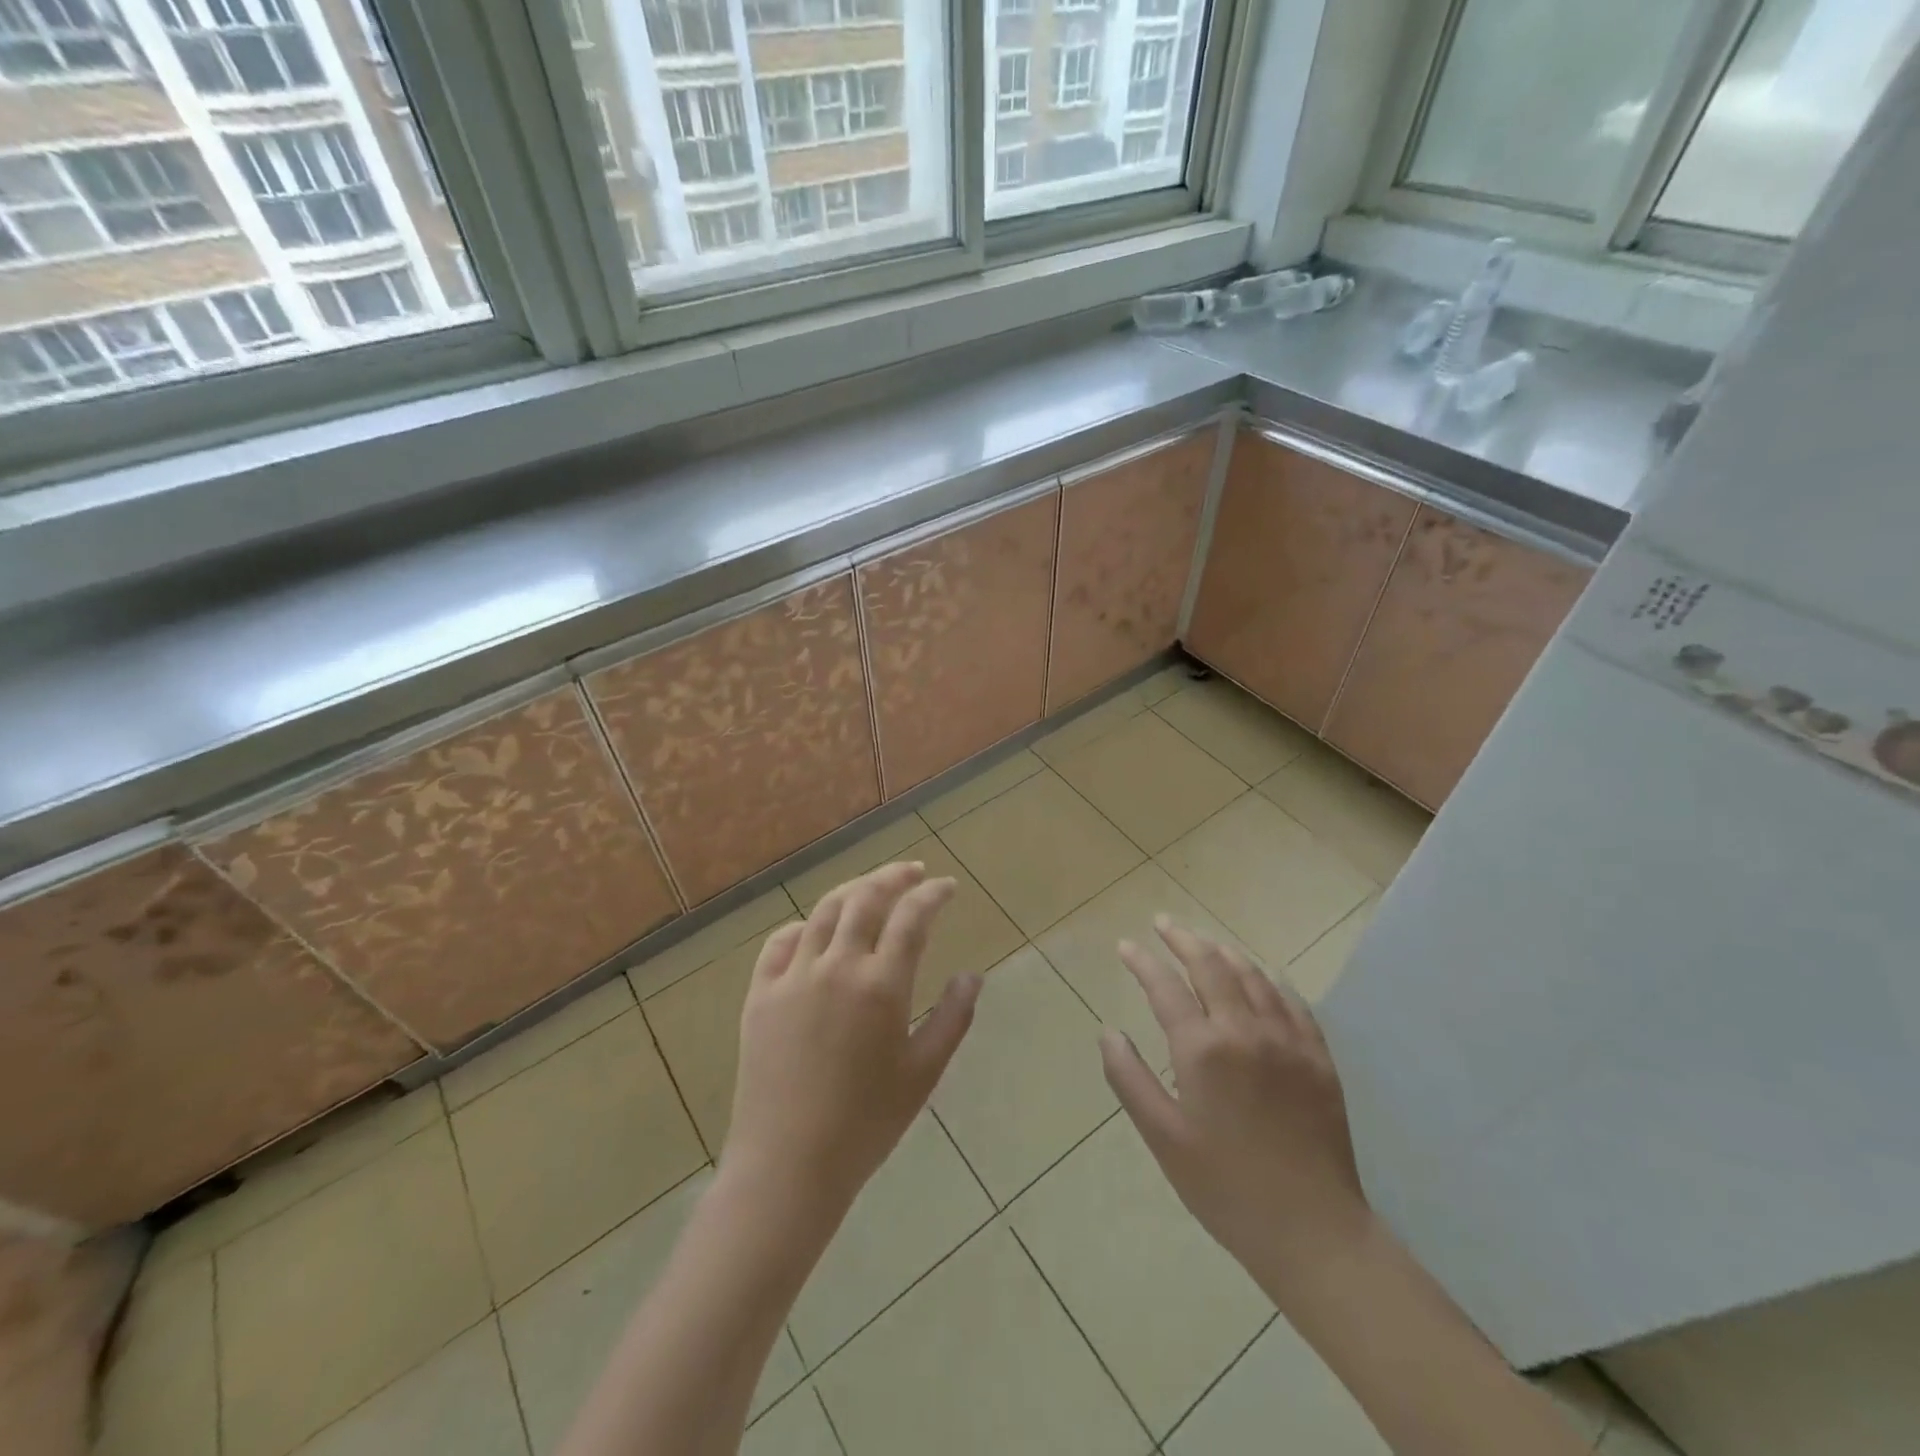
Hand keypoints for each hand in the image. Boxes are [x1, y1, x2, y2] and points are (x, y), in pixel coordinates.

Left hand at [720, 861, 979, 1225]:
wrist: (788, 1165)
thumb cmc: (866, 1124)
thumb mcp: (923, 1073)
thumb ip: (952, 1018)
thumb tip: (972, 976)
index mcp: (881, 985)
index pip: (912, 917)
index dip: (933, 894)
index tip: (947, 887)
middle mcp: (837, 966)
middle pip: (866, 898)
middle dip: (894, 876)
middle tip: (912, 872)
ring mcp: (793, 976)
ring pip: (825, 911)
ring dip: (853, 890)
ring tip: (871, 889)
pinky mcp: (760, 993)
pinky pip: (781, 942)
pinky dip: (805, 926)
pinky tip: (816, 931)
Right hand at [1100, 918, 1372, 1284]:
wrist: (1312, 1231)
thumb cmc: (1225, 1187)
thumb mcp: (1163, 1138)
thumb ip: (1130, 1078)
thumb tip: (1108, 1032)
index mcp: (1203, 1049)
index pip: (1165, 986)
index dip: (1142, 961)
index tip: (1125, 945)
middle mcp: (1245, 1030)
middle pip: (1211, 965)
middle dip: (1182, 938)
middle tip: (1162, 923)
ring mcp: (1288, 1040)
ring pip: (1252, 975)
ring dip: (1223, 951)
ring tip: (1204, 942)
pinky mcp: (1318, 1057)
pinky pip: (1292, 1001)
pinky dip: (1268, 979)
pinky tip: (1261, 977)